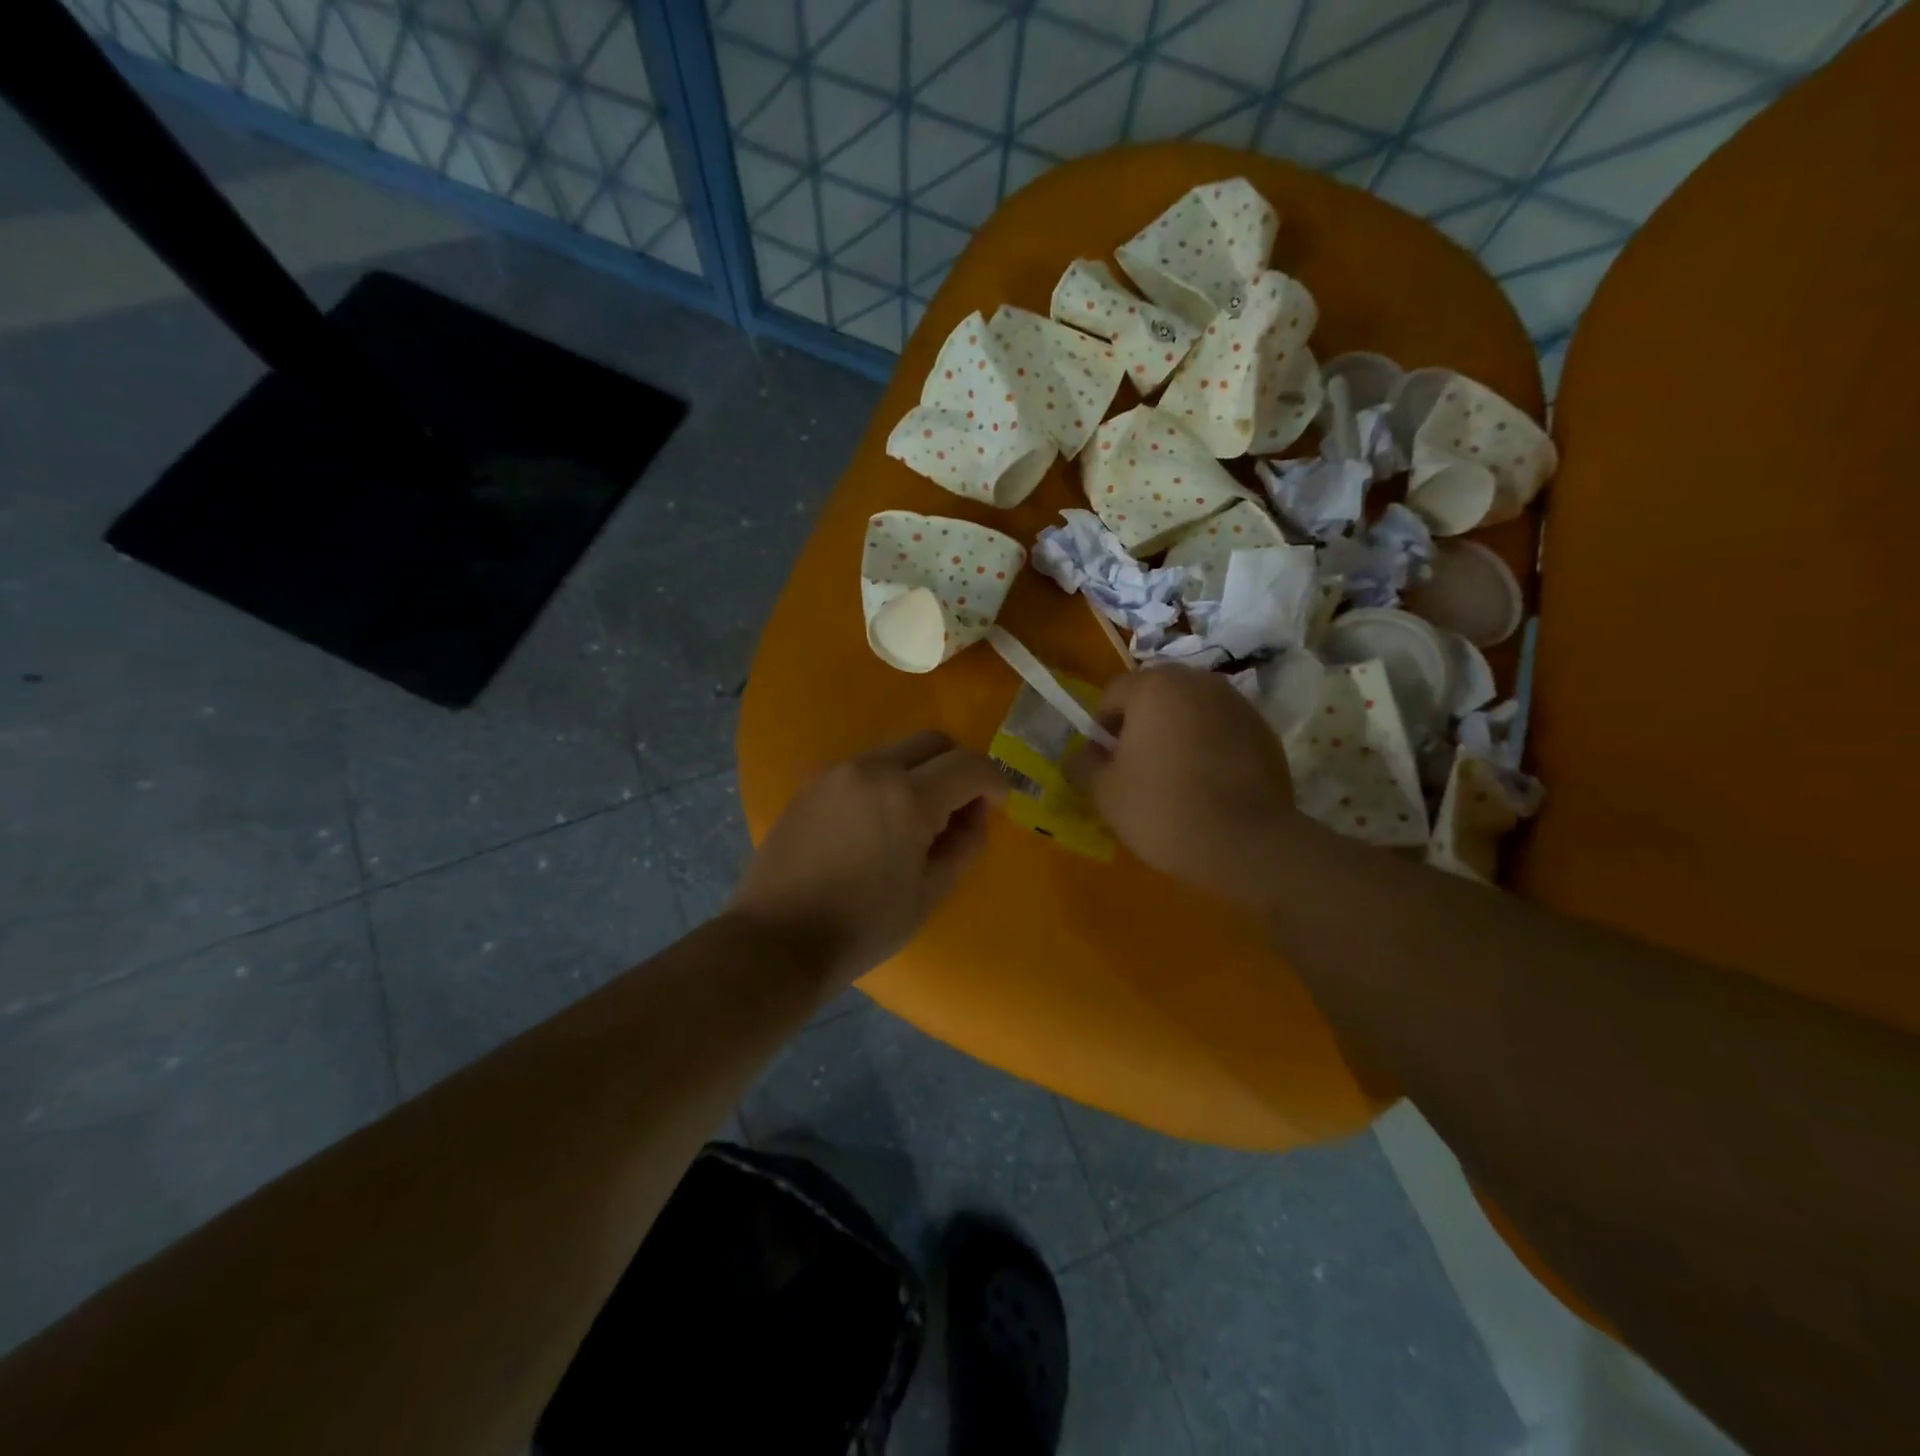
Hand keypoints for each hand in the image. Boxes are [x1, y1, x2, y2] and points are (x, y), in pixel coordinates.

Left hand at [728, 731, 1009, 990]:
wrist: (778, 941)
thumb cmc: (863, 926)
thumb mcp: (929, 893)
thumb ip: (965, 844)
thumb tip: (976, 812)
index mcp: (908, 796)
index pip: (969, 765)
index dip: (994, 782)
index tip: (997, 805)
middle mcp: (872, 769)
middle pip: (933, 742)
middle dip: (958, 767)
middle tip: (959, 809)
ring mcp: (836, 772)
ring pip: (896, 751)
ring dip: (920, 773)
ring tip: (915, 821)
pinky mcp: (810, 784)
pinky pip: (863, 768)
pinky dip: (885, 782)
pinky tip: (876, 824)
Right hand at [1069, 666, 1296, 904]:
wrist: (1246, 844)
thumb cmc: (1162, 808)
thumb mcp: (1104, 792)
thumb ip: (1082, 765)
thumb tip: (1080, 756)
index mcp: (1155, 686)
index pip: (1112, 695)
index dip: (1100, 729)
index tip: (1103, 763)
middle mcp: (1199, 682)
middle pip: (1156, 697)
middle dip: (1141, 725)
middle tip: (1136, 768)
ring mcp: (1238, 704)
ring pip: (1192, 712)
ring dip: (1177, 733)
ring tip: (1174, 777)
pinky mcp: (1265, 732)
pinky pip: (1223, 731)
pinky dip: (1210, 747)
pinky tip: (1208, 785)